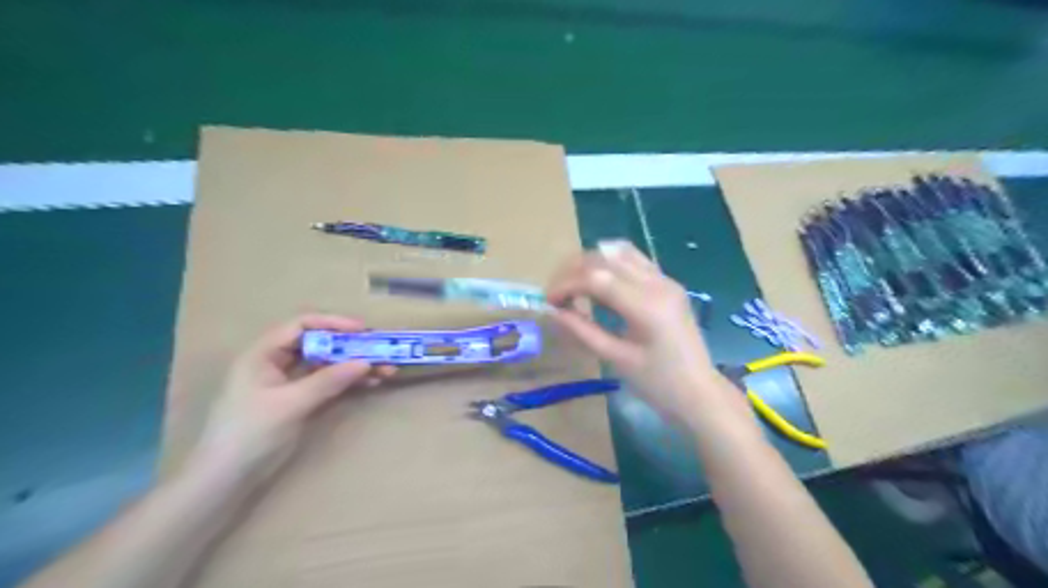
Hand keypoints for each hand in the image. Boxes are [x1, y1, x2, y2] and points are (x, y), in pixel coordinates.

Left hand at [187, 315, 393, 485]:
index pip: (302, 325)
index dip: (333, 323)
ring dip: (354, 365)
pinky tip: (370, 383)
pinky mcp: (300, 400)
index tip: (362, 330)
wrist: (227, 478)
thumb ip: (328, 381)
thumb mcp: (291, 403)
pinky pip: (329, 382)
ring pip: (327, 364)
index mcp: (264, 354)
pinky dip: (349, 382)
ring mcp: (290, 382)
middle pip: (319, 344)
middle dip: (351, 347)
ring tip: (385, 370)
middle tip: (380, 350)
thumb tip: (365, 362)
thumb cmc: (250, 433)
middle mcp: (278, 362)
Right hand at [549, 242, 721, 420]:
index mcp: (646, 306)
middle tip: (556, 292)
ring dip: (591, 262)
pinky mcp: (668, 283)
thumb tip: (553, 311)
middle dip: (574, 269)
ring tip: (573, 284)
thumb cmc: (658, 384)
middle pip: (606, 257)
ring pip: (620, 251)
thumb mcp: (616, 359)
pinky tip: (597, 282)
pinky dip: (610, 263)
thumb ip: (583, 330)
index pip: (596, 277)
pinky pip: (634, 260)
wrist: (700, 392)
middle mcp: (657, 283)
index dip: (566, 283)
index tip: (548, 300)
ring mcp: (665, 280)